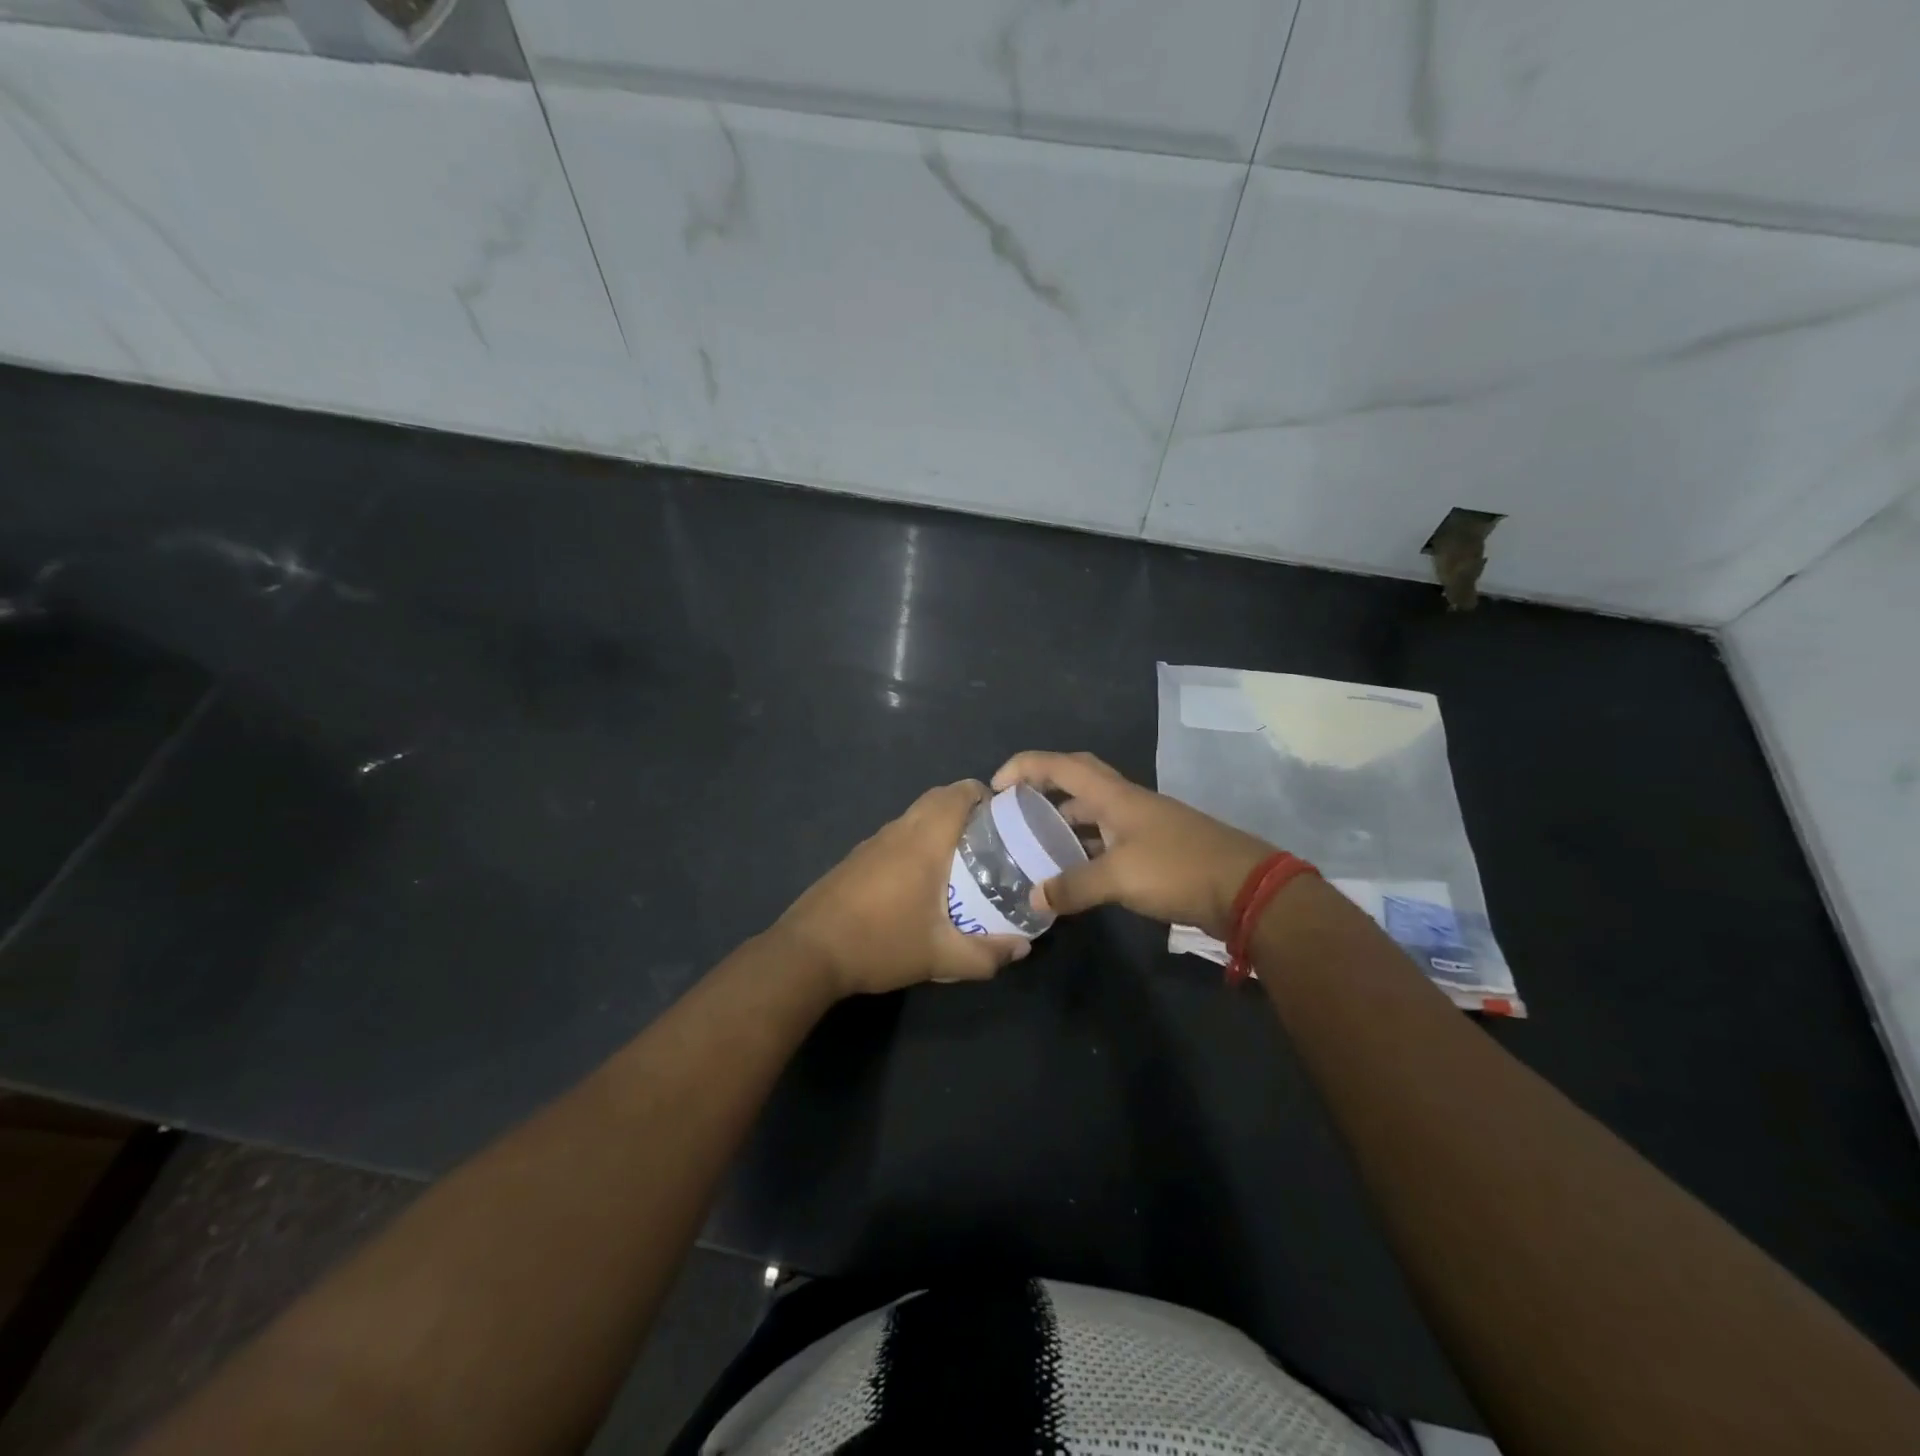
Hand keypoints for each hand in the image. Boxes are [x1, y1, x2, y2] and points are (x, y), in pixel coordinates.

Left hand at [775, 780, 1030, 997]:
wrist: (808, 953)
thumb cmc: (880, 943)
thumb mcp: (940, 957)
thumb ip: (986, 955)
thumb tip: (1022, 949)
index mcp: (923, 840)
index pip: (958, 793)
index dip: (985, 795)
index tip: (1005, 816)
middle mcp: (898, 831)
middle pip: (937, 799)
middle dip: (966, 809)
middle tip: (990, 840)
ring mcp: (872, 843)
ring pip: (914, 817)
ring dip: (939, 826)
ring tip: (962, 861)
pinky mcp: (855, 859)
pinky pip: (896, 836)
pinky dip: (916, 843)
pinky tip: (920, 882)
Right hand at [991, 752, 1274, 938]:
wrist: (1247, 890)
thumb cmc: (1178, 869)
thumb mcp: (1119, 877)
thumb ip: (1073, 886)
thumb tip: (1033, 897)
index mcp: (1116, 796)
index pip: (1062, 765)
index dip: (1025, 766)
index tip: (996, 785)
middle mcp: (1128, 802)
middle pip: (1079, 778)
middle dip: (1044, 784)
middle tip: (1016, 806)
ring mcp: (1145, 825)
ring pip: (1094, 811)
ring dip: (1065, 819)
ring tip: (1036, 841)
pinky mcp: (1156, 849)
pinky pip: (1108, 838)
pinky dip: (1086, 847)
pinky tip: (1074, 871)